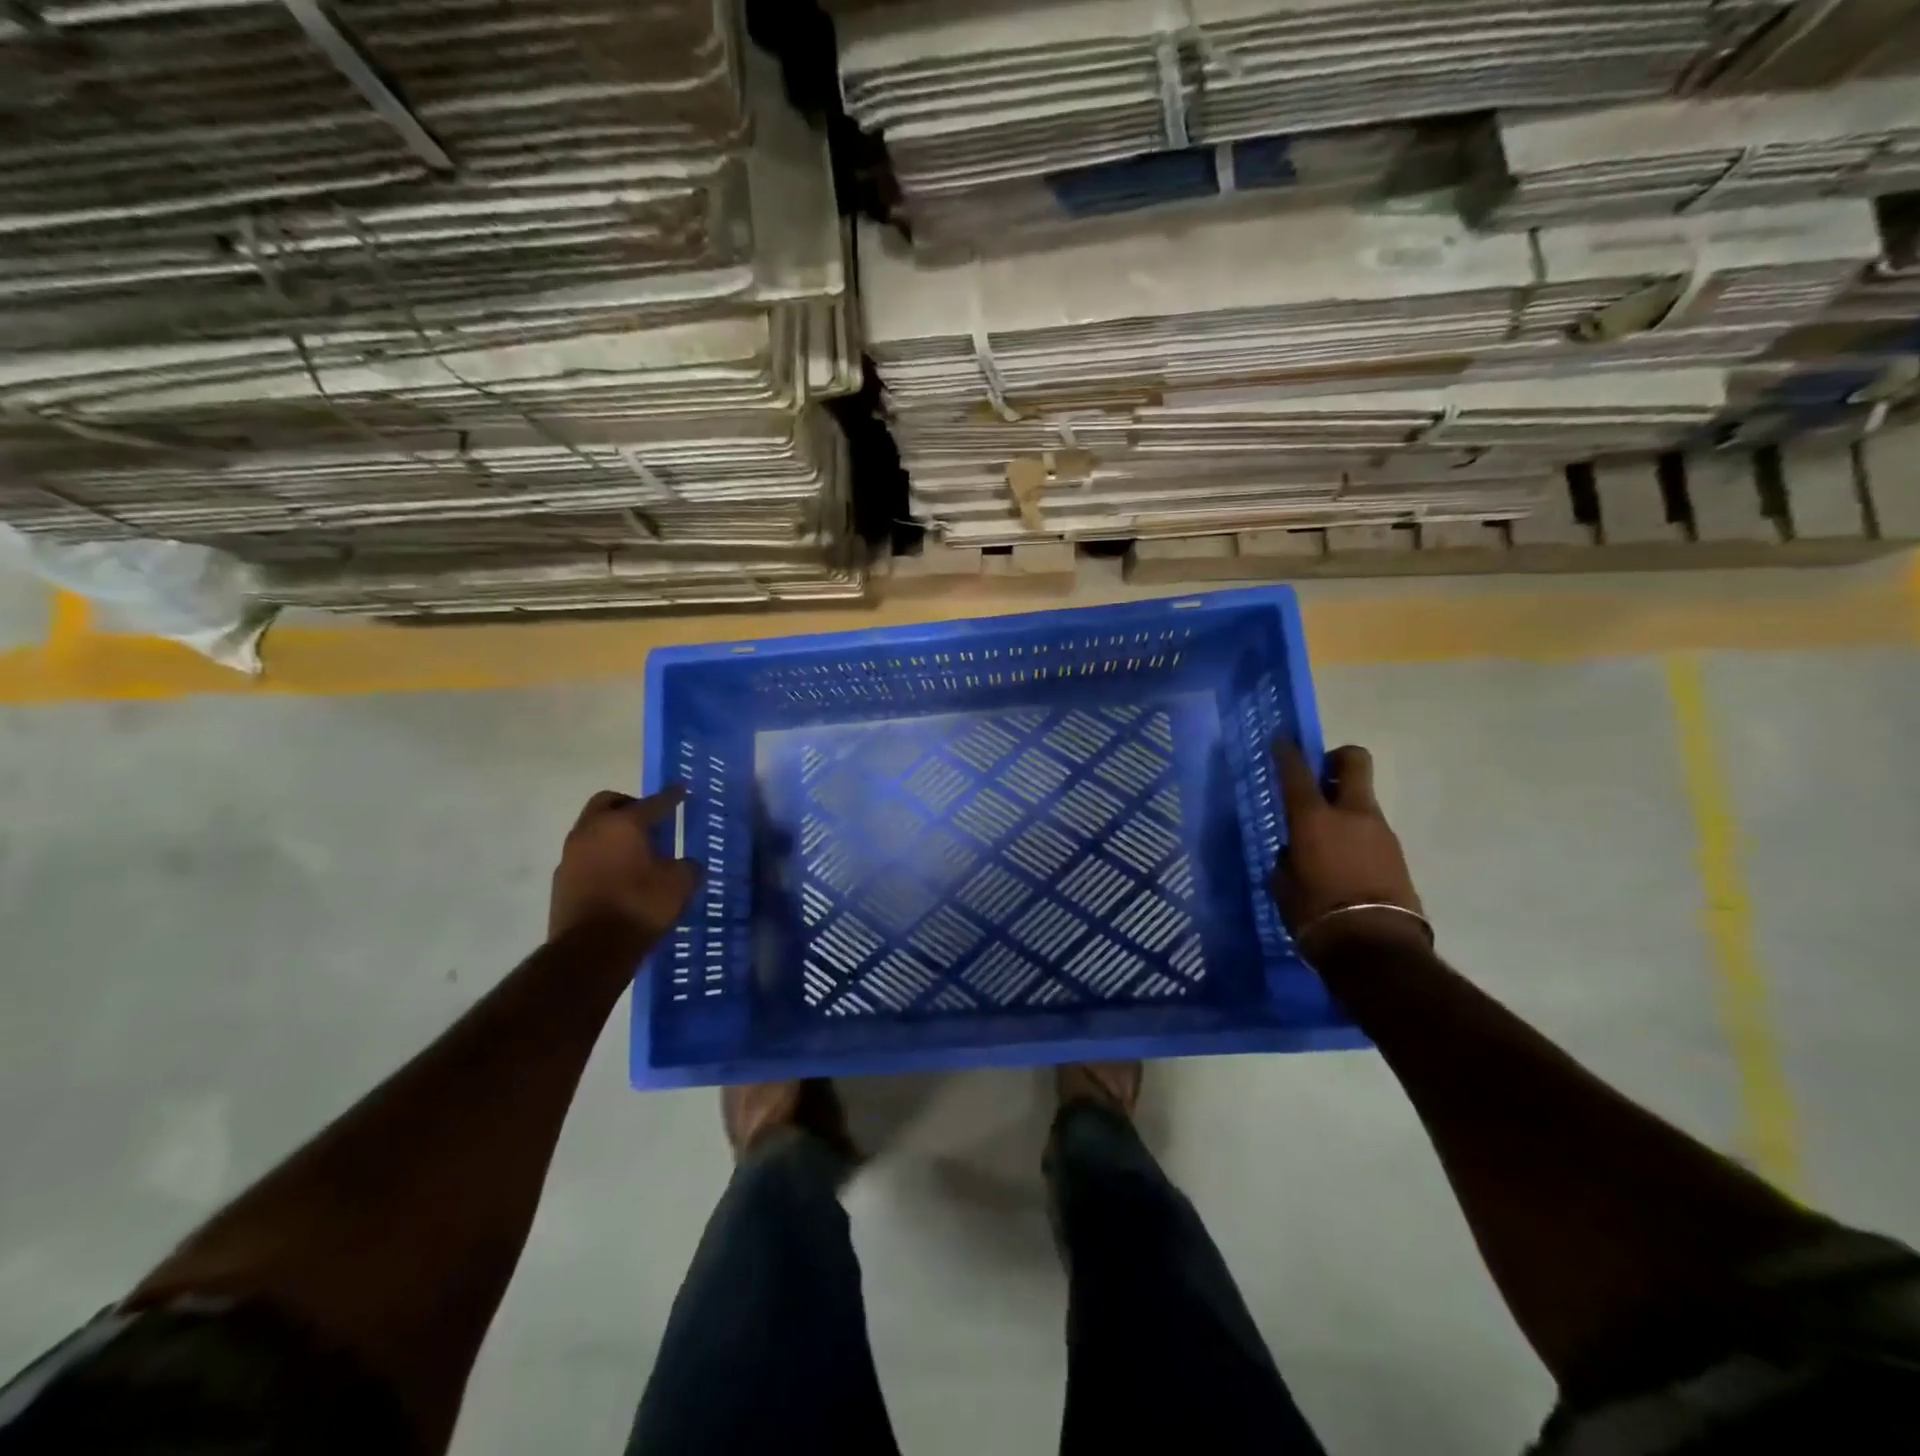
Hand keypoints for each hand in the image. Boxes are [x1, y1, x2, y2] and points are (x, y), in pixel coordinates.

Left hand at [549, 788, 701, 942]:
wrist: (590, 951)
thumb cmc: (640, 907)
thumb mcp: (679, 885)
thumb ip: (687, 866)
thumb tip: (685, 864)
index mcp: (623, 823)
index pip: (652, 802)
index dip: (671, 797)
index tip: (681, 791)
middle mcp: (591, 830)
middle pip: (608, 803)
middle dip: (630, 805)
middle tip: (650, 819)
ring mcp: (570, 855)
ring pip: (593, 829)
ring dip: (613, 833)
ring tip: (636, 851)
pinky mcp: (561, 881)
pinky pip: (585, 856)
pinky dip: (602, 857)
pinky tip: (619, 876)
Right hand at [1272, 741, 1428, 955]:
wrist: (1376, 949)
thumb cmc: (1315, 914)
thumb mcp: (1284, 885)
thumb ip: (1288, 859)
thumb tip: (1296, 853)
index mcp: (1314, 819)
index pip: (1297, 772)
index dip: (1288, 752)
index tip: (1282, 739)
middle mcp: (1351, 814)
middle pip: (1354, 762)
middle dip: (1337, 759)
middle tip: (1320, 774)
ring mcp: (1380, 832)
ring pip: (1362, 800)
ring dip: (1344, 806)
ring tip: (1325, 838)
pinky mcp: (1397, 854)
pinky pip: (1371, 831)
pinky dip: (1356, 835)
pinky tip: (1343, 863)